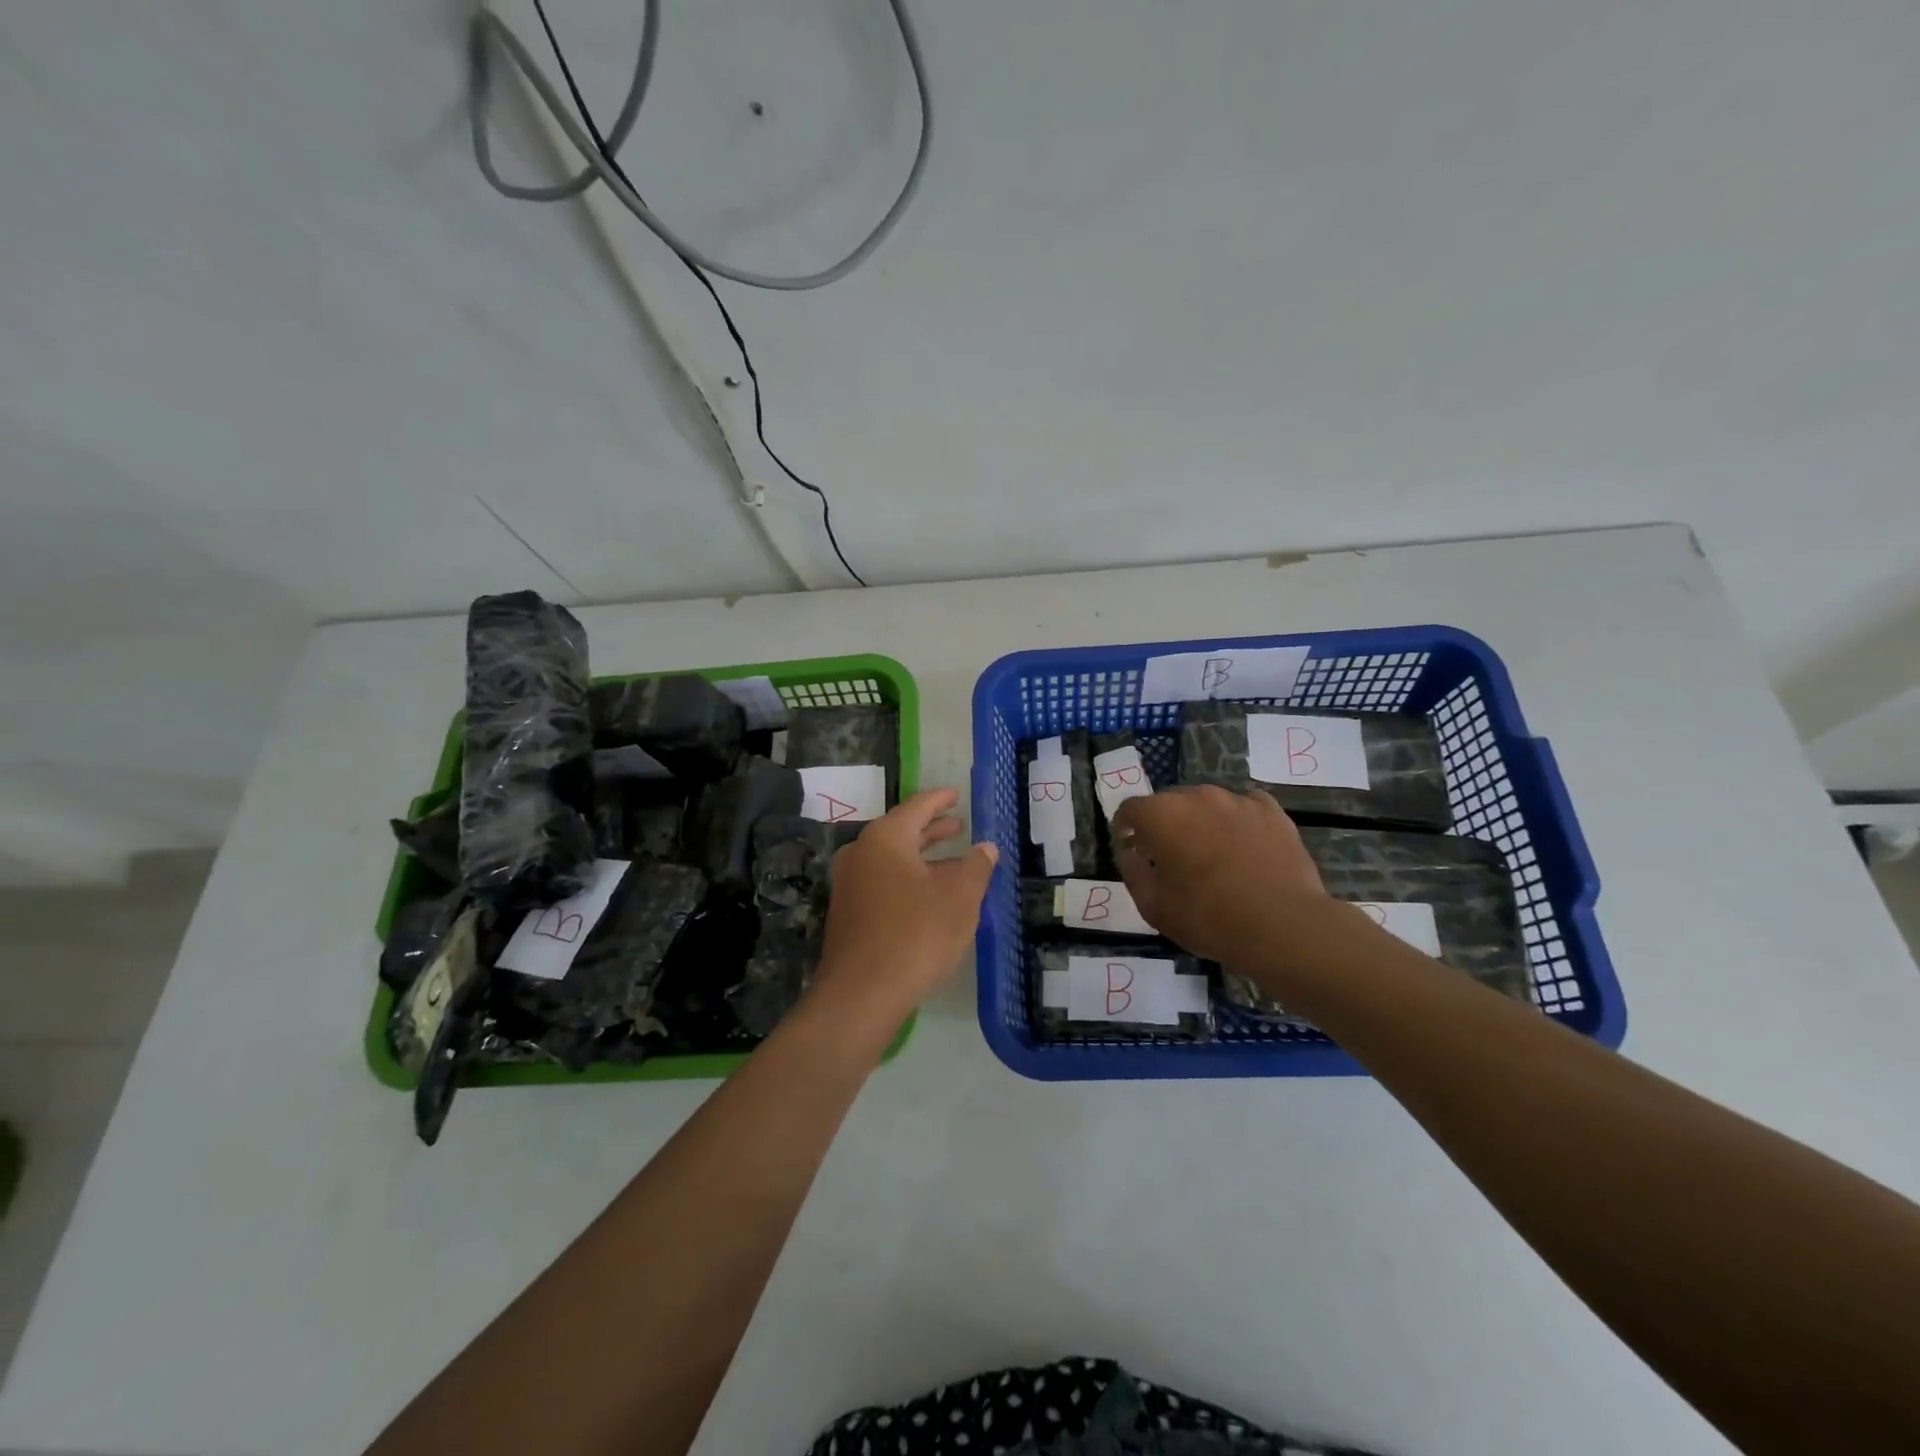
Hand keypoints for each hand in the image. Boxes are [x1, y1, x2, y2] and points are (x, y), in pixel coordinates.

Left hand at [811, 788, 997, 1034]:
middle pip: (902, 832)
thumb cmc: (916, 934)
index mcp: (885, 839)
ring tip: (953, 861)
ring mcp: (850, 885)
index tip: (956, 793)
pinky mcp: (849, 913)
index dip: (940, 799)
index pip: (917, 807)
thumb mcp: (959, 897)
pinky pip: (883, 882)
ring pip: (892, 860)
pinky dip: (909, 879)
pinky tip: (930, 895)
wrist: (862, 993)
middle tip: (959, 825)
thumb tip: (986, 847)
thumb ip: (976, 866)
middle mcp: (861, 853)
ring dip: (923, 858)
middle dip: (933, 829)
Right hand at [1112, 786, 1328, 967]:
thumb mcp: (1153, 906)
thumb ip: (1133, 873)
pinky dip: (1238, 822)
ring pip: (1207, 804)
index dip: (1125, 828)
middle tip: (1170, 857)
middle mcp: (1197, 797)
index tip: (1131, 847)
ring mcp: (1237, 800)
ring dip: (1201, 822)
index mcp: (1161, 815)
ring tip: (1212, 854)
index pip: (1130, 809)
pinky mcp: (1272, 811)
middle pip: (1169, 802)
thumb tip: (1131, 854)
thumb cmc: (1208, 918)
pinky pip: (1245, 808)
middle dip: (1164, 825)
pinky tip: (1245, 846)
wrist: (1283, 925)